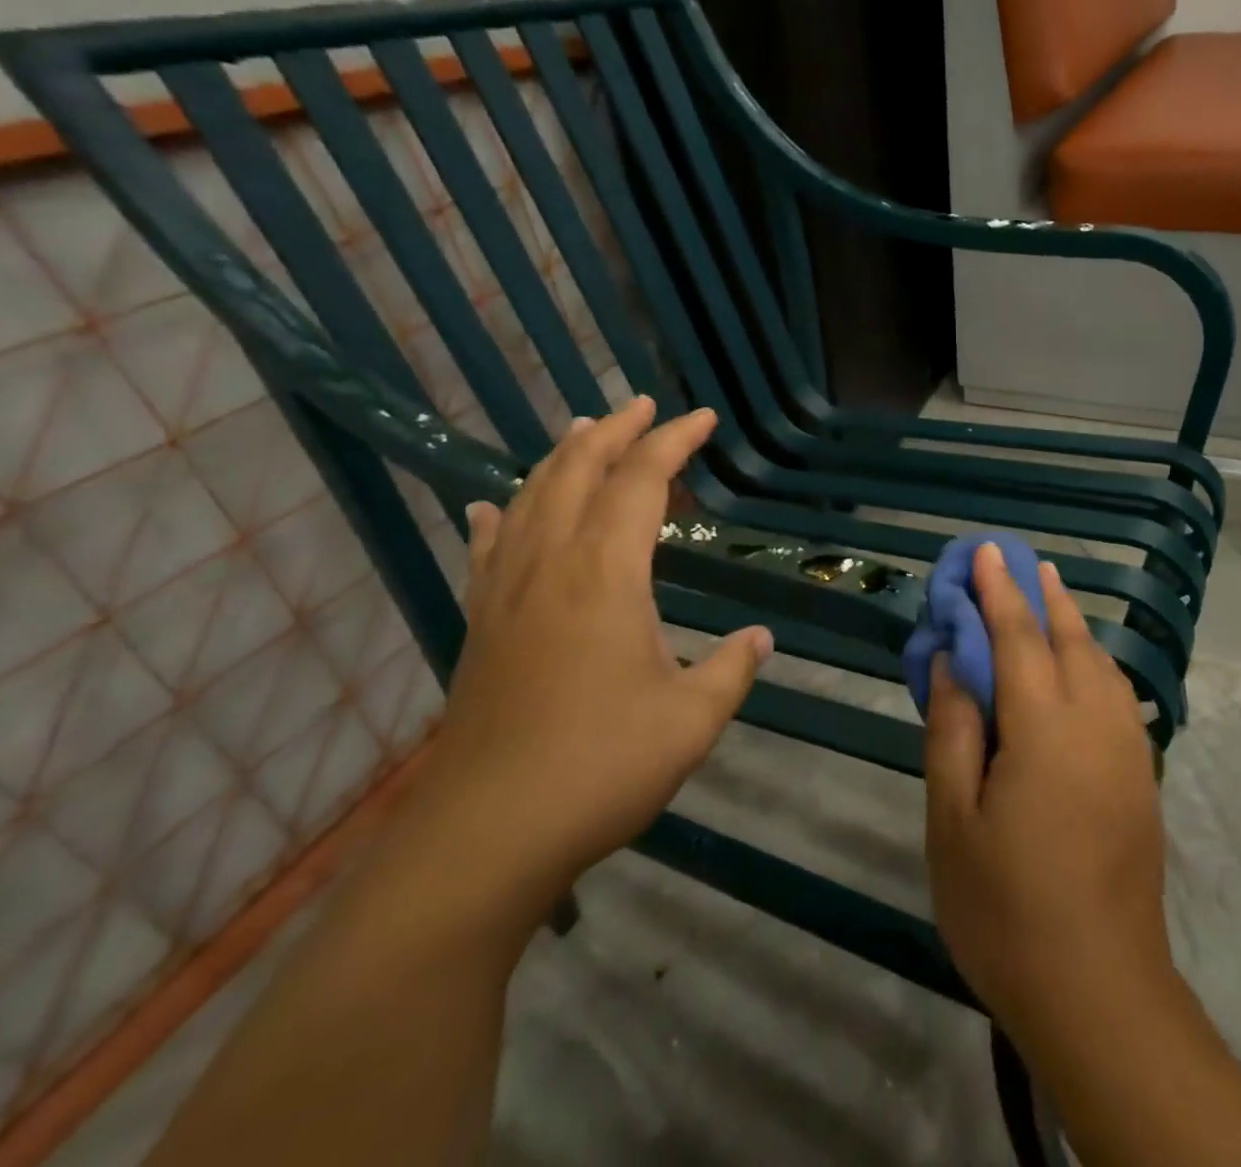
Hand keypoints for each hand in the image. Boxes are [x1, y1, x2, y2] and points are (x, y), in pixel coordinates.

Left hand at [423, 397, 770, 901]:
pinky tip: (490, 507)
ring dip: (560, 458)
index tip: (702, 418)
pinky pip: (486, 550)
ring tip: (582, 432)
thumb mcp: (691, 720)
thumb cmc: (599, 767)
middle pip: (577, 472)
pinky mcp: (479, 625)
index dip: (673, 442)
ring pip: (530, 499)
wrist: (485, 835)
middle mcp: (550, 565)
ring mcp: (506, 593)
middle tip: (643, 406)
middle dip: (614, 431)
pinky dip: (497, 517)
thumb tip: (760, 638)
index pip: (641, 481)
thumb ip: (732, 670)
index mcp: (605, 574)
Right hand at [923, 543, 1171, 1052]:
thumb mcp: (953, 819)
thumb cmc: (1006, 907)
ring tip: (1049, 597)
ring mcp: (1126, 750)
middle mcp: (1094, 724)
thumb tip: (952, 662)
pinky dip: (1093, 661)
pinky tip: (1081, 665)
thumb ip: (953, 729)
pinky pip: (1116, 694)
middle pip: (1068, 639)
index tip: (986, 551)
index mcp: (1043, 728)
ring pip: (1100, 663)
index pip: (1017, 636)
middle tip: (1021, 561)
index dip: (998, 591)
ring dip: (1072, 623)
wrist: (1100, 992)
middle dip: (1042, 595)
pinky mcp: (1142, 778)